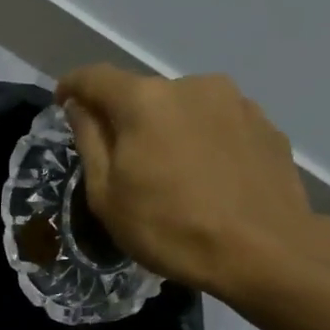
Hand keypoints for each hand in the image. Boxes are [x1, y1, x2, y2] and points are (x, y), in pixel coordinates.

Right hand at [57, 65, 329, 302]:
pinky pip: (220, 126)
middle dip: (127, 120)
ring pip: (185, 109)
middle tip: (125, 163)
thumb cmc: (171, 228)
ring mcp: (236, 102)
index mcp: (144, 101)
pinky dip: (205, 143)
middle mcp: (191, 85)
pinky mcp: (267, 125)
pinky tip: (210, 180)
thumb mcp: (108, 197)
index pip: (94, 78)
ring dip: (170, 131)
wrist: (266, 252)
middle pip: (144, 95)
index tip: (63, 103)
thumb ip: (89, 142)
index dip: (72, 87)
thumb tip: (80, 107)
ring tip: (174, 175)